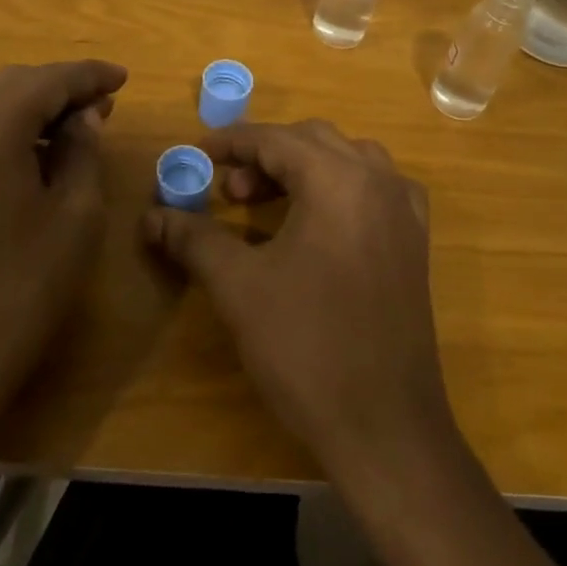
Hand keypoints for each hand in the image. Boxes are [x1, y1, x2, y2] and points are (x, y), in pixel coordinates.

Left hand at [0, 60, 127, 461]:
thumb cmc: (19, 290)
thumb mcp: (74, 217)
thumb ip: (83, 151)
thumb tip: (84, 117)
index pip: (48, 80)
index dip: (89, 76)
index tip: (123, 78)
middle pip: (11, 85)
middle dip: (59, 90)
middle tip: (101, 108)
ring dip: (27, 110)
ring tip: (68, 132)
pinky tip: (23, 160)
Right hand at [143, 119, 454, 480]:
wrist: (385, 426)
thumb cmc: (306, 347)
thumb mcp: (238, 287)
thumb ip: (193, 239)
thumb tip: (151, 215)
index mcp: (339, 179)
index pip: (276, 139)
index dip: (230, 143)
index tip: (195, 155)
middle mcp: (379, 180)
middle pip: (313, 141)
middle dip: (264, 155)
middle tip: (227, 190)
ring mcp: (404, 211)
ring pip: (347, 161)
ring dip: (302, 169)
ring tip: (263, 204)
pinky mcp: (415, 241)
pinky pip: (374, 190)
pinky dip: (338, 189)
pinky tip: (318, 222)